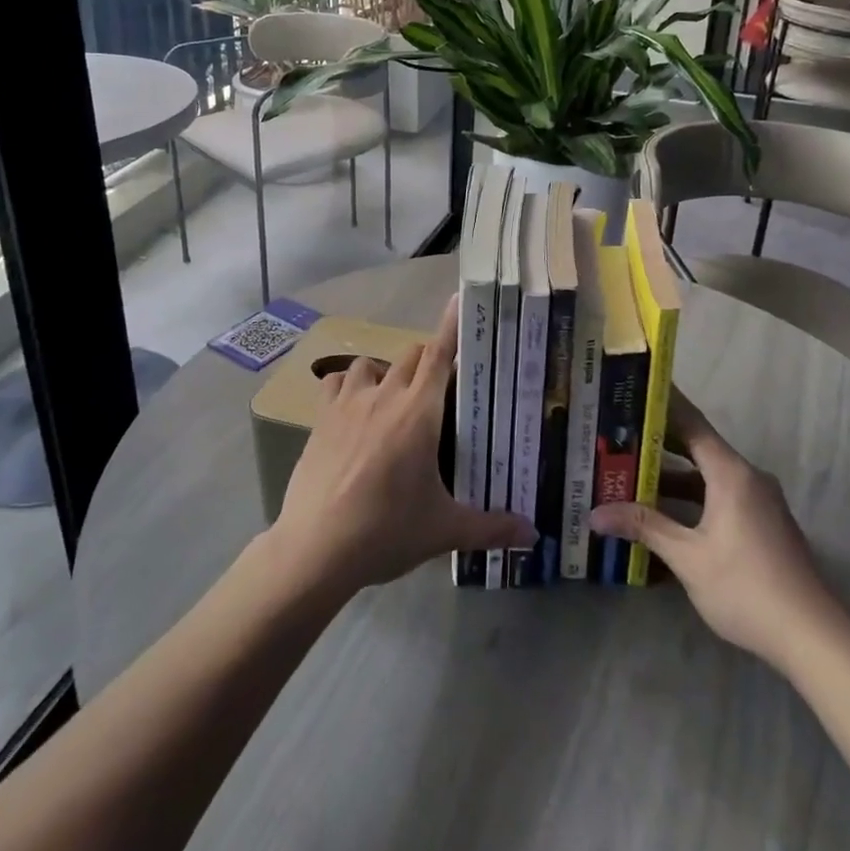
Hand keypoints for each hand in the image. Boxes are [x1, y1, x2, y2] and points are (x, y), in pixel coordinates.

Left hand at [270, 295, 535, 592]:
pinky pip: (335, 382)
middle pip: (411, 355)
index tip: (459, 301)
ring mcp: (348, 404)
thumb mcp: (444, 531)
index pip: (439, 354)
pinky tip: (352, 408)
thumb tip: (533, 533)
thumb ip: (491, 527)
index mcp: (419, 412)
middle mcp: (385, 396)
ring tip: (392, 400)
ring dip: (386, 372)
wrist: (316, 549)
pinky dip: (347, 386)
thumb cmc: (386, 531)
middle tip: (438, 390)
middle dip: (427, 361)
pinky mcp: (321, 418)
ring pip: (371, 363)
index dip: (451, 326)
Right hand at [590, 393, 837, 657]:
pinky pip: (721, 495)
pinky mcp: (763, 524)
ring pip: (708, 476)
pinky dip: (693, 497)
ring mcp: (759, 501)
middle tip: (618, 433)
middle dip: (659, 442)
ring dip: (673, 476)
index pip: (691, 422)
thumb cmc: (746, 588)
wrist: (812, 638)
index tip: (633, 389)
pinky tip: (665, 514)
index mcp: (731, 473)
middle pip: (698, 447)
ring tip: (631, 474)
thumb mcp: (688, 557)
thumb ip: (643, 527)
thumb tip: (595, 514)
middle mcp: (748, 477)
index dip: (662, 405)